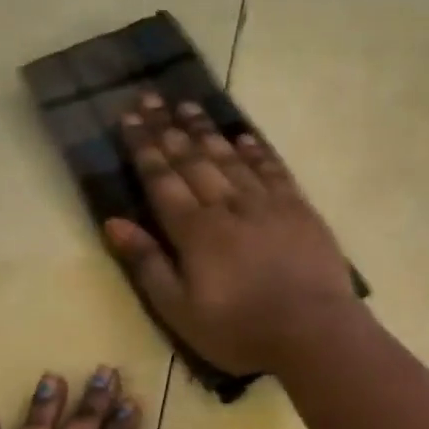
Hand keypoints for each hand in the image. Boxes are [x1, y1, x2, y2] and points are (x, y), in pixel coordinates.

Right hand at [104, 93, 358, 375]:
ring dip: (207, 130)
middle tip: (152, 97)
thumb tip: (114, 222)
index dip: (144, 147)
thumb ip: (148, 264)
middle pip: (193, 159)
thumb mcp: (181, 311)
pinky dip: (256, 151)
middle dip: (169, 128)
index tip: (131, 116)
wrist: (313, 330)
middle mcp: (228, 206)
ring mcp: (267, 203)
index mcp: (195, 231)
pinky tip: (244, 136)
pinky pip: (273, 169)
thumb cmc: (241, 329)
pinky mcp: (299, 208)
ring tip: (188, 105)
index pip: (162, 179)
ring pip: (230, 157)